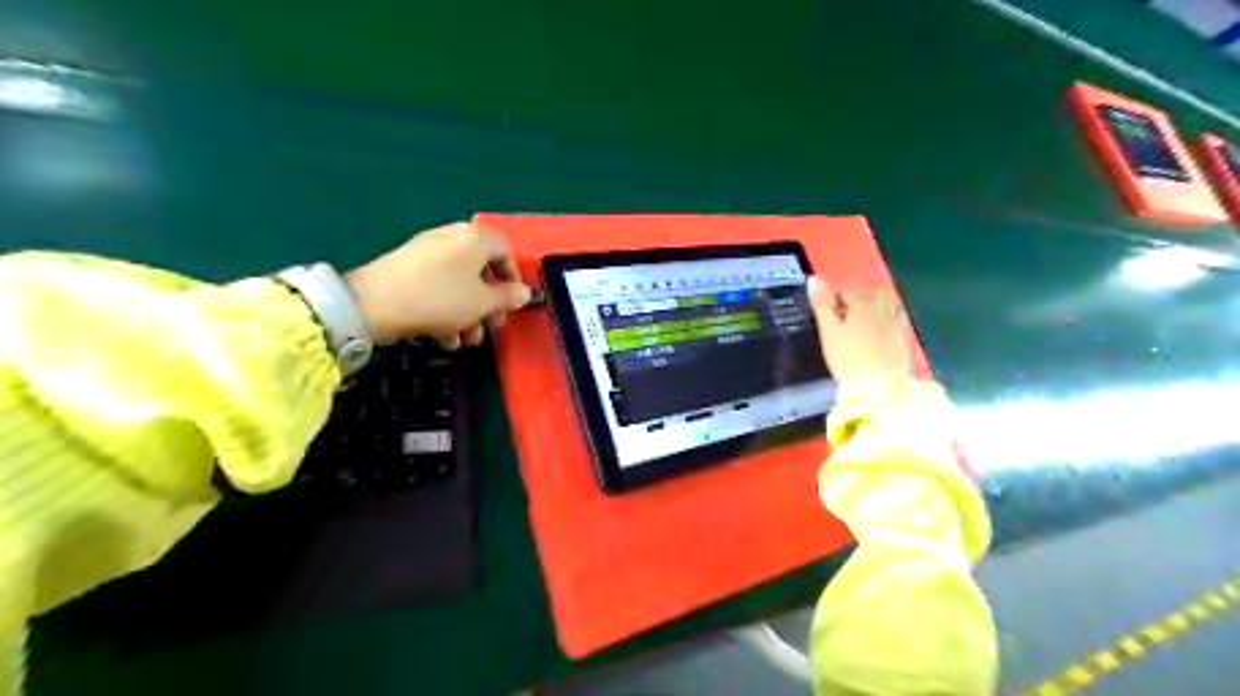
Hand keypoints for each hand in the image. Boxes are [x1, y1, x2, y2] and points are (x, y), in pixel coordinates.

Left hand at [342, 223, 531, 346]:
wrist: (374, 303)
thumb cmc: (440, 299)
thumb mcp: (482, 302)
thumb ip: (507, 298)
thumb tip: (524, 293)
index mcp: (474, 239)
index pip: (504, 252)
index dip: (513, 279)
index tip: (513, 303)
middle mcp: (451, 238)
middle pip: (480, 270)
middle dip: (489, 303)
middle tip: (493, 325)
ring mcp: (426, 253)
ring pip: (458, 283)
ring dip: (468, 313)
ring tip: (467, 340)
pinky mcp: (406, 269)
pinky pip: (437, 287)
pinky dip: (446, 309)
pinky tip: (445, 338)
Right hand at [804, 273, 908, 386]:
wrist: (879, 388)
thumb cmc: (847, 358)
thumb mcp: (828, 331)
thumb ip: (822, 304)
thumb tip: (814, 278)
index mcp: (862, 302)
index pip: (845, 292)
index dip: (832, 302)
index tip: (824, 317)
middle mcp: (883, 307)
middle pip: (869, 296)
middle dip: (855, 302)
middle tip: (841, 321)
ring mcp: (897, 323)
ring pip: (885, 306)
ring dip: (872, 310)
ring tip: (858, 327)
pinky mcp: (904, 340)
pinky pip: (895, 321)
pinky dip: (884, 323)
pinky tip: (875, 337)